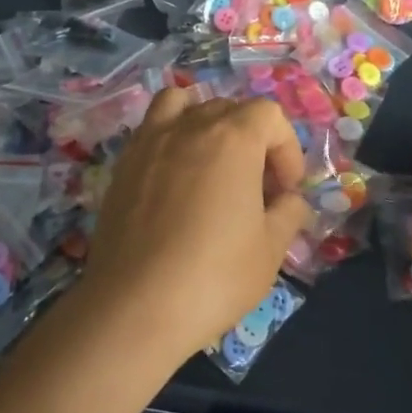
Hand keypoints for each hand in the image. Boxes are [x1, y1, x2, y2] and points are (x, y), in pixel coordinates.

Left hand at [78, 90, 311, 368]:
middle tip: (256, 187)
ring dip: (205, 124)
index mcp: (233, 138)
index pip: (269, 115)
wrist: (134, 307)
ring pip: (184, 105)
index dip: (286, 148)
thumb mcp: (271, 250)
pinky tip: (174, 179)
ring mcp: (150, 141)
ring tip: (211, 164)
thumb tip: (289, 200)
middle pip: (229, 108)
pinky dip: (169, 137)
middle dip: (252, 140)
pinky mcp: (123, 165)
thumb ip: (288, 213)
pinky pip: (151, 129)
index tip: (286, 190)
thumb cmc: (213, 276)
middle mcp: (190, 126)